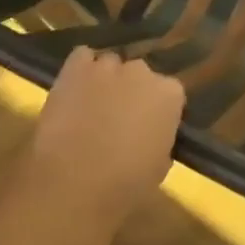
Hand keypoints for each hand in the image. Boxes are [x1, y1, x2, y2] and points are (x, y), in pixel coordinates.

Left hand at [29, 48, 184, 225]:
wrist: (74, 184)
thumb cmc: (125, 185)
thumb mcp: (159, 167)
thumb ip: (160, 139)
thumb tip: (150, 134)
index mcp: (169, 94)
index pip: (169, 93)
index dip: (157, 111)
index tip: (148, 128)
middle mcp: (142, 71)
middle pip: (140, 75)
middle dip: (132, 92)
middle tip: (119, 119)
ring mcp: (108, 66)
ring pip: (110, 66)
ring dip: (106, 81)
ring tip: (92, 106)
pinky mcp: (75, 67)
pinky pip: (82, 58)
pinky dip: (80, 71)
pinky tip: (76, 90)